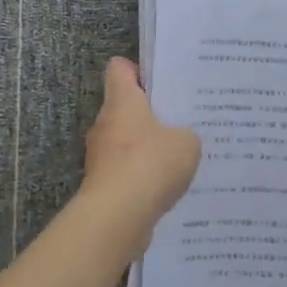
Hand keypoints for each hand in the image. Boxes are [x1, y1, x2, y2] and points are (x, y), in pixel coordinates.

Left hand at [81, 59, 201, 234]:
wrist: (116, 217)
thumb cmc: (150, 165)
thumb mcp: (186, 143)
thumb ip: (186, 134)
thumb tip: (179, 140)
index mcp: (122, 101)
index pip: (119, 68)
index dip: (138, 70)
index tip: (160, 83)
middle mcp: (105, 123)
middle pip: (124, 106)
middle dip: (149, 113)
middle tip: (180, 121)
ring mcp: (100, 155)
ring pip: (125, 141)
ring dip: (146, 148)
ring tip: (177, 157)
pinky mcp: (102, 184)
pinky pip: (125, 171)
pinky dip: (141, 176)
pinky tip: (166, 187)